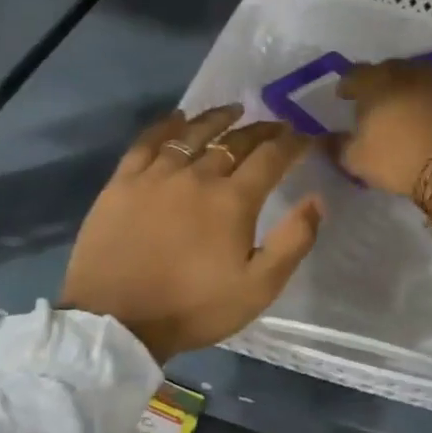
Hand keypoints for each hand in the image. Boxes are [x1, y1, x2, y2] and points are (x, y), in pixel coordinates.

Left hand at [60, 106, 323, 362]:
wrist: (116, 322)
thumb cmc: (192, 307)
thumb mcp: (258, 288)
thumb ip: (293, 242)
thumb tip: (316, 200)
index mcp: (233, 200)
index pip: (271, 157)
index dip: (293, 143)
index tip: (306, 136)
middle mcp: (198, 175)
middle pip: (235, 141)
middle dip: (262, 130)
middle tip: (277, 125)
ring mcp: (157, 175)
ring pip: (193, 133)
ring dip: (218, 119)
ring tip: (234, 110)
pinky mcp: (123, 182)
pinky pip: (147, 142)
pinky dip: (165, 126)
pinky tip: (177, 118)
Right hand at [336, 62, 431, 228]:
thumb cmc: (397, 158)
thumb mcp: (356, 159)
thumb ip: (335, 145)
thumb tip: (320, 139)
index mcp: (375, 82)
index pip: (354, 74)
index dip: (346, 85)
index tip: (343, 97)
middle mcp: (404, 72)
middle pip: (384, 70)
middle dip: (374, 82)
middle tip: (370, 100)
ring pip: (410, 76)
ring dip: (400, 87)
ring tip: (395, 105)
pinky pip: (430, 88)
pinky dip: (421, 96)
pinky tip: (420, 112)